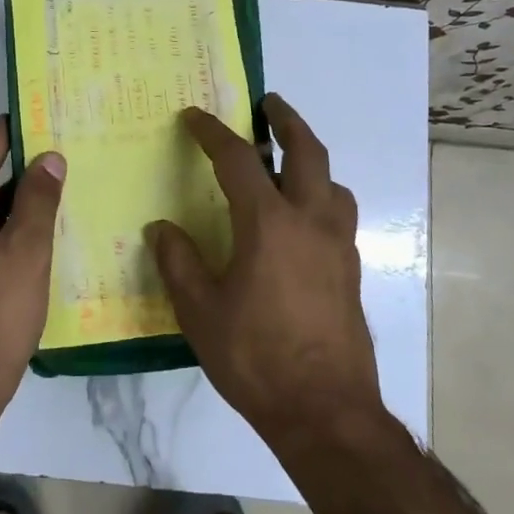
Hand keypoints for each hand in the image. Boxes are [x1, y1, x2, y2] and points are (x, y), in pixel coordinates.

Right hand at [146, 94, 380, 443]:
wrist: (325, 410)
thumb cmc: (255, 357)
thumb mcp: (200, 311)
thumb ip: (178, 262)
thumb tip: (161, 228)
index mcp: (268, 223)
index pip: (237, 160)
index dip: (212, 133)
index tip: (194, 117)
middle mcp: (310, 220)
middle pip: (306, 151)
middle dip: (286, 120)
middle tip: (269, 103)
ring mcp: (338, 244)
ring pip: (332, 181)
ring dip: (311, 159)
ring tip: (288, 163)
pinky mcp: (352, 269)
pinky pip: (339, 213)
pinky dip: (322, 196)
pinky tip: (303, 220)